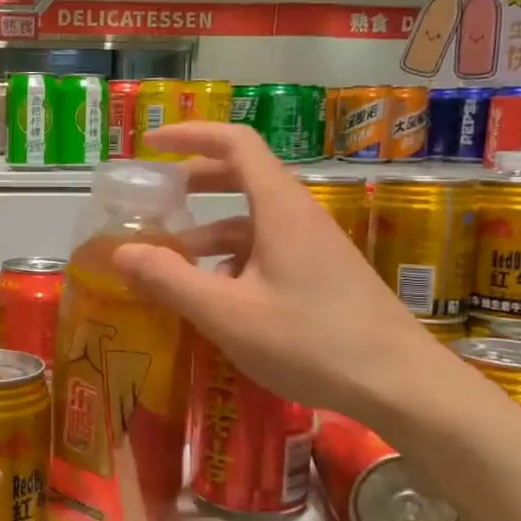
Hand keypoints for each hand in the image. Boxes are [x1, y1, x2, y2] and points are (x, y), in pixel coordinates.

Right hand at [114, 123, 454, 420]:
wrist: (400, 385)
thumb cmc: (311, 342)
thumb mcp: (228, 314)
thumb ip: (170, 280)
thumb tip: (119, 251)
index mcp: (279, 209)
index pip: (236, 143)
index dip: (192, 135)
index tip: (153, 144)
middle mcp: (298, 217)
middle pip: (243, 177)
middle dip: (194, 183)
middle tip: (154, 200)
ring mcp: (314, 248)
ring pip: (253, 222)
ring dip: (209, 233)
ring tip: (169, 263)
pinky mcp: (322, 277)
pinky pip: (268, 252)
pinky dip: (232, 262)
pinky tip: (215, 299)